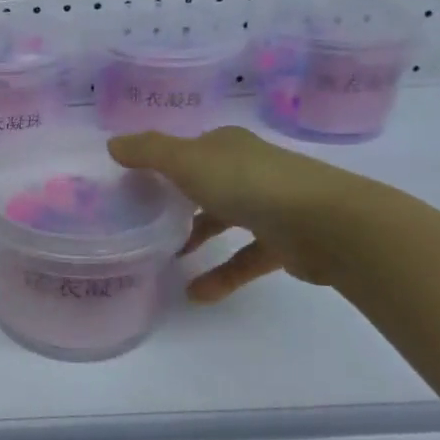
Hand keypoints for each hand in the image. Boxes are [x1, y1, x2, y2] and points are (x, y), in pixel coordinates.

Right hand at [108, 126, 365, 302]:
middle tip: (143, 220)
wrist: (327, 224)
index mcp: (226, 145)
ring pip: (225, 220)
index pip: (188, 149)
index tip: (133, 182)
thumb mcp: (186, 161)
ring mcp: (270, 206)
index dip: (161, 162)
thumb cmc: (248, 183)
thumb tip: (112, 145)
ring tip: (166, 258)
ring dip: (197, 238)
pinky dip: (222, 275)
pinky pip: (245, 259)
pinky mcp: (285, 243)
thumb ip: (147, 153)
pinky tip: (197, 294)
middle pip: (205, 182)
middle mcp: (248, 169)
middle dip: (177, 200)